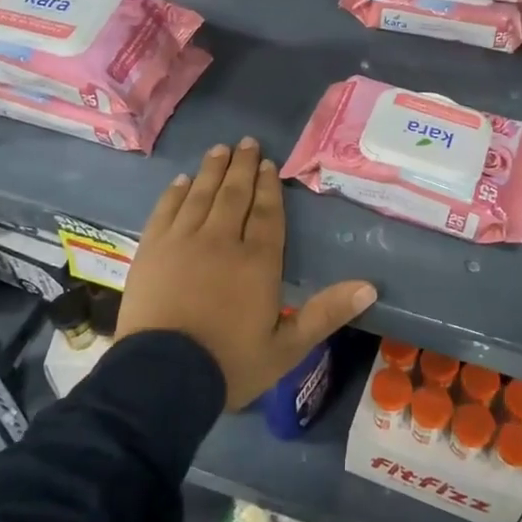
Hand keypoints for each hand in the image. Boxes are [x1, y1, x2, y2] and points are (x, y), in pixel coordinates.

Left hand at [119, 138, 376, 409]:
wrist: (162, 378)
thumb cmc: (229, 364)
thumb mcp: (287, 347)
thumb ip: (326, 313)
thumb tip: (370, 287)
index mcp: (258, 261)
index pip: (267, 212)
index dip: (268, 186)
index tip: (268, 163)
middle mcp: (222, 240)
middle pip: (235, 194)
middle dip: (242, 167)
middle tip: (246, 142)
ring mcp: (183, 241)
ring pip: (202, 195)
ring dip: (212, 170)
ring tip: (220, 150)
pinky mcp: (152, 250)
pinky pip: (167, 210)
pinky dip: (176, 192)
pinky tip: (183, 181)